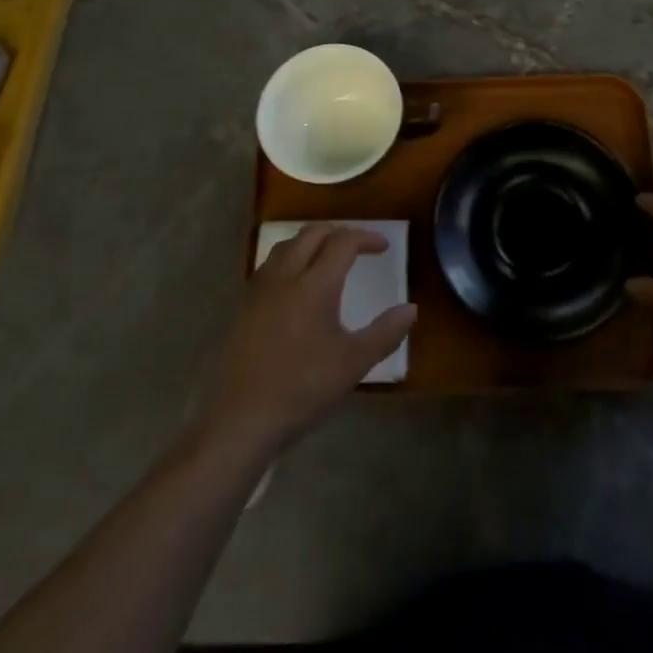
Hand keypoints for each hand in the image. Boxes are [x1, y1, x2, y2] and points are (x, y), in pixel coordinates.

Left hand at [198, 226, 416, 457]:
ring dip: (311, 242)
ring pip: (287, 245)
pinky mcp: (242, 305)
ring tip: (326, 259)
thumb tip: (411, 309)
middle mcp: (285, 275)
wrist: (241, 420)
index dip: (366, 238)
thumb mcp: (353, 364)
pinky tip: (294, 286)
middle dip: (338, 233)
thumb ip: (385, 333)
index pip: (343, 242)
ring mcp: (259, 289)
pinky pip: (270, 265)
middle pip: (312, 233)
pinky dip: (289, 260)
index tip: (383, 247)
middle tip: (356, 247)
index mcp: (315, 284)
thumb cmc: (302, 389)